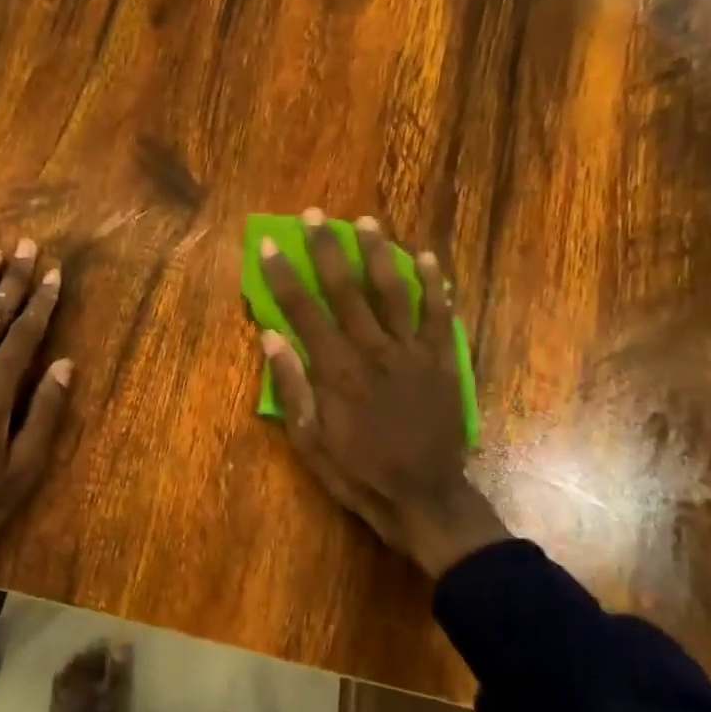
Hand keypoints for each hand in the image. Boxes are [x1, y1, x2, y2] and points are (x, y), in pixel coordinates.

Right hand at [259, 211, 508, 577]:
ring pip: (393, 291)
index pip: (302, 310)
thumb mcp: (309, 440)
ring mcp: (411, 352)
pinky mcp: (442, 361)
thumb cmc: (357, 472)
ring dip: (379, 253)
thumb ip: (290, 386)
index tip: (269, 244)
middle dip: (327, 249)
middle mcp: (372, 349)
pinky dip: (434, 284)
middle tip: (316, 215)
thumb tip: (271, 336)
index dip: (283, 275)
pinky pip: (439, 315)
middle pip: (346, 289)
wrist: (423, 496)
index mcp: (335, 369)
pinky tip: (427, 258)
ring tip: (367, 221)